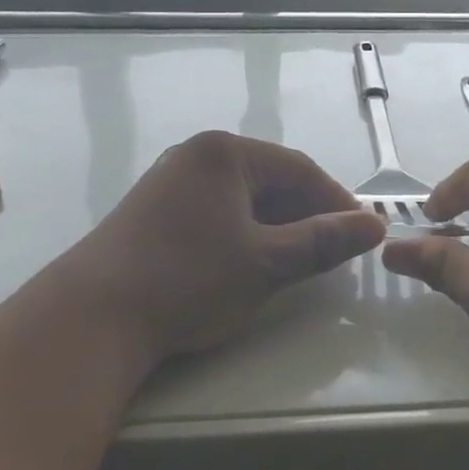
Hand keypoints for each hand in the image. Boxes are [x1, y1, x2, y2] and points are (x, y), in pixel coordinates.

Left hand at [60, 130, 385, 363]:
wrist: (93, 315)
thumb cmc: (189, 280)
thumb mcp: (266, 262)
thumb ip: (323, 241)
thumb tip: (375, 225)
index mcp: (225, 153)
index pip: (299, 168)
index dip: (336, 201)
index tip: (362, 233)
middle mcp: (195, 156)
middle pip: (268, 179)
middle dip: (305, 214)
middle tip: (331, 252)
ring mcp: (168, 182)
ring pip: (241, 199)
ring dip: (274, 226)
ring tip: (295, 262)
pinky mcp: (152, 212)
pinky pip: (214, 213)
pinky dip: (241, 234)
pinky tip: (247, 263)